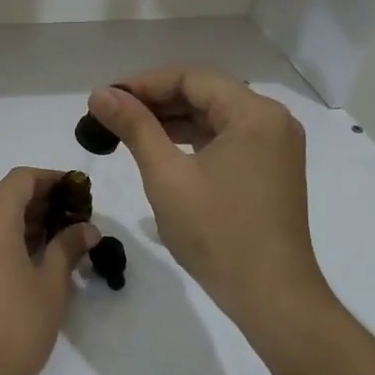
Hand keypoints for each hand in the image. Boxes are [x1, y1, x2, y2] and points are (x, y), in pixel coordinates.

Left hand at [0, 168, 99, 374]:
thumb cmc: (14, 329)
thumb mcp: (51, 287)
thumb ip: (67, 248)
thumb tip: (86, 228)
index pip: (22, 179)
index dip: (51, 180)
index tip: (74, 190)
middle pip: (3, 199)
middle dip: (36, 205)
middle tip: (68, 222)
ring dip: (15, 225)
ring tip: (47, 245)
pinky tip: (17, 264)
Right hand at [85, 67, 330, 339]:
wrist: (271, 297)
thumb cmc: (217, 233)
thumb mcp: (167, 176)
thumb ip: (134, 127)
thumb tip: (100, 94)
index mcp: (254, 114)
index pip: (191, 77)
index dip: (144, 83)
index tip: (106, 99)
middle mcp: (271, 120)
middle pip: (205, 92)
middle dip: (156, 100)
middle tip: (111, 115)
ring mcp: (274, 145)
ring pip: (214, 115)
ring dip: (171, 120)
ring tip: (126, 130)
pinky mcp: (270, 168)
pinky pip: (225, 138)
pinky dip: (192, 139)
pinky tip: (160, 149)